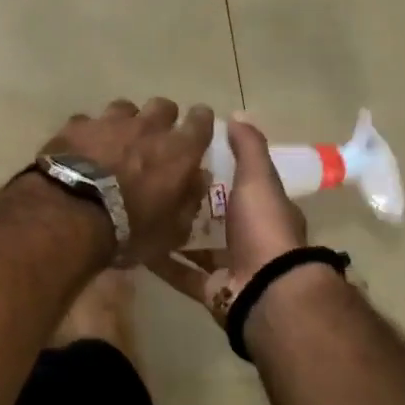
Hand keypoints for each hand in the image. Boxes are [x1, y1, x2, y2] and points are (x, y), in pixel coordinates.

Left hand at [40, 99, 213, 265]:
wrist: (71, 213)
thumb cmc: (129, 228)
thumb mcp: (172, 231)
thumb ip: (190, 200)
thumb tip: (198, 178)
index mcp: (178, 151)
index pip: (201, 121)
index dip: (200, 122)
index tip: (197, 128)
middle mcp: (147, 127)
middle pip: (163, 106)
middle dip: (162, 119)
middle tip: (154, 139)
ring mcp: (109, 122)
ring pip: (125, 108)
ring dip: (125, 122)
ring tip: (116, 142)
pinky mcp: (76, 125)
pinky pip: (88, 122)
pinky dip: (89, 133)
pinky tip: (82, 149)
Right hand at [147, 114, 307, 325]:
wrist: (266, 289)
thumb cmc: (263, 228)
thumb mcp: (257, 179)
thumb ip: (248, 148)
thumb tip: (236, 115)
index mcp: (263, 211)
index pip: (239, 185)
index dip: (217, 171)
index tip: (186, 156)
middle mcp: (248, 238)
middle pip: (215, 217)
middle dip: (189, 203)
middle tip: (155, 183)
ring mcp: (229, 266)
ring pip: (196, 246)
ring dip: (173, 233)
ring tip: (141, 212)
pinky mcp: (210, 290)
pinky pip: (181, 273)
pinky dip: (162, 263)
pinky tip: (138, 246)